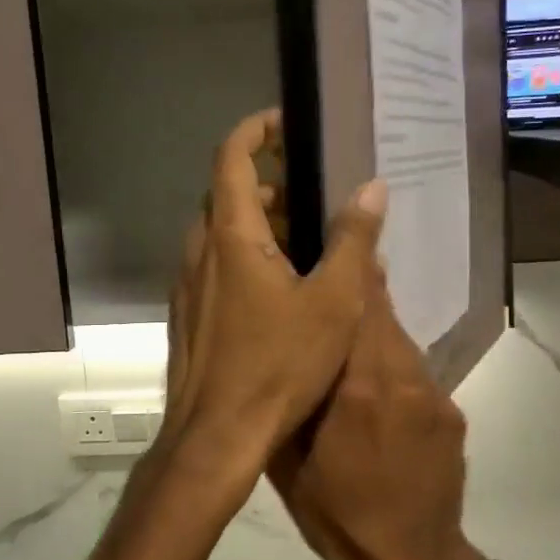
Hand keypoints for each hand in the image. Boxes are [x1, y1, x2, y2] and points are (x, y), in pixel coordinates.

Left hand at [157, 110, 386, 507]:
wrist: (216, 436)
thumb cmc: (277, 366)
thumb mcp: (333, 303)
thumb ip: (353, 241)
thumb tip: (372, 188)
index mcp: (230, 236)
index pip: (232, 157)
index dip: (256, 130)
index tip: (285, 123)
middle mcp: (198, 252)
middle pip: (226, 195)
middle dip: (267, 184)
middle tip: (311, 197)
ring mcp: (186, 287)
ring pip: (218, 235)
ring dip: (255, 226)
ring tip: (302, 245)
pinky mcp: (186, 317)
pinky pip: (213, 268)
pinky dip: (241, 259)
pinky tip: (276, 294)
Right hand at [269, 275, 487, 559]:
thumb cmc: (339, 516)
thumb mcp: (290, 461)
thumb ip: (290, 399)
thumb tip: (285, 354)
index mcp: (360, 387)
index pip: (358, 306)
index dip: (350, 268)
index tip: (334, 240)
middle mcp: (403, 378)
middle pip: (381, 315)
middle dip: (357, 295)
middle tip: (328, 286)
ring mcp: (433, 394)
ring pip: (399, 342)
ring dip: (372, 333)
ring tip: (344, 339)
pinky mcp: (450, 412)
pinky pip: (415, 373)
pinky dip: (391, 369)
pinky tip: (374, 393)